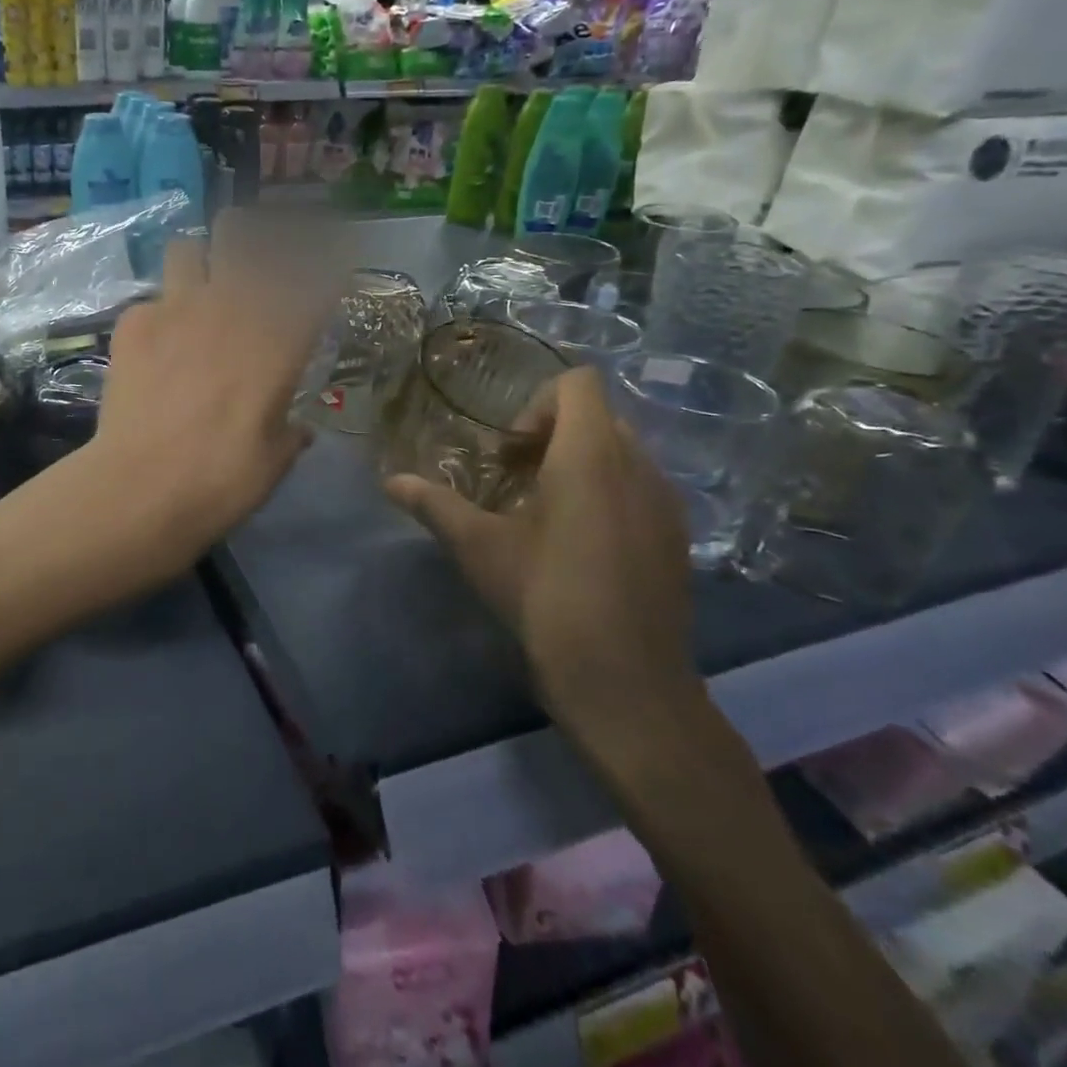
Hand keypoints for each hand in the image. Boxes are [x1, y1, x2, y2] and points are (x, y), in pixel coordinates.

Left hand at [79, 212, 330, 568]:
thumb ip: (291, 434)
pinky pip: (148, 301)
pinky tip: (152, 348)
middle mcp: (230, 309)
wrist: (141, 488)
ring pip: (186, 248)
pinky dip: (156, 318)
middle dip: (249, 236)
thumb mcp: (274, 462)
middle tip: (247, 259)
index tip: (327, 265)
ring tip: (194, 292)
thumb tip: (301, 429)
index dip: (326, 264)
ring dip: (196, 264)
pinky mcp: (133, 324)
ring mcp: (176, 309)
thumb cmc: (222, 481)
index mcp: (278, 342)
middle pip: (241, 235)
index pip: (315, 279)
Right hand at [384, 366, 702, 750]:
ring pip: (622, 453)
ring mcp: (666, 504)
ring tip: (543, 510)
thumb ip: (434, 504)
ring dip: (579, 463)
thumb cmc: (546, 598)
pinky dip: (606, 493)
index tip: (509, 451)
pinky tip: (578, 544)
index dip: (537, 402)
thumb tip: (390, 480)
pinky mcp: (677, 538)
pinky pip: (640, 488)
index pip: (579, 384)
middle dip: (552, 434)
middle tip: (515, 477)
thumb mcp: (479, 547)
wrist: (626, 683)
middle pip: (598, 416)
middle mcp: (639, 467)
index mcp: (591, 456)